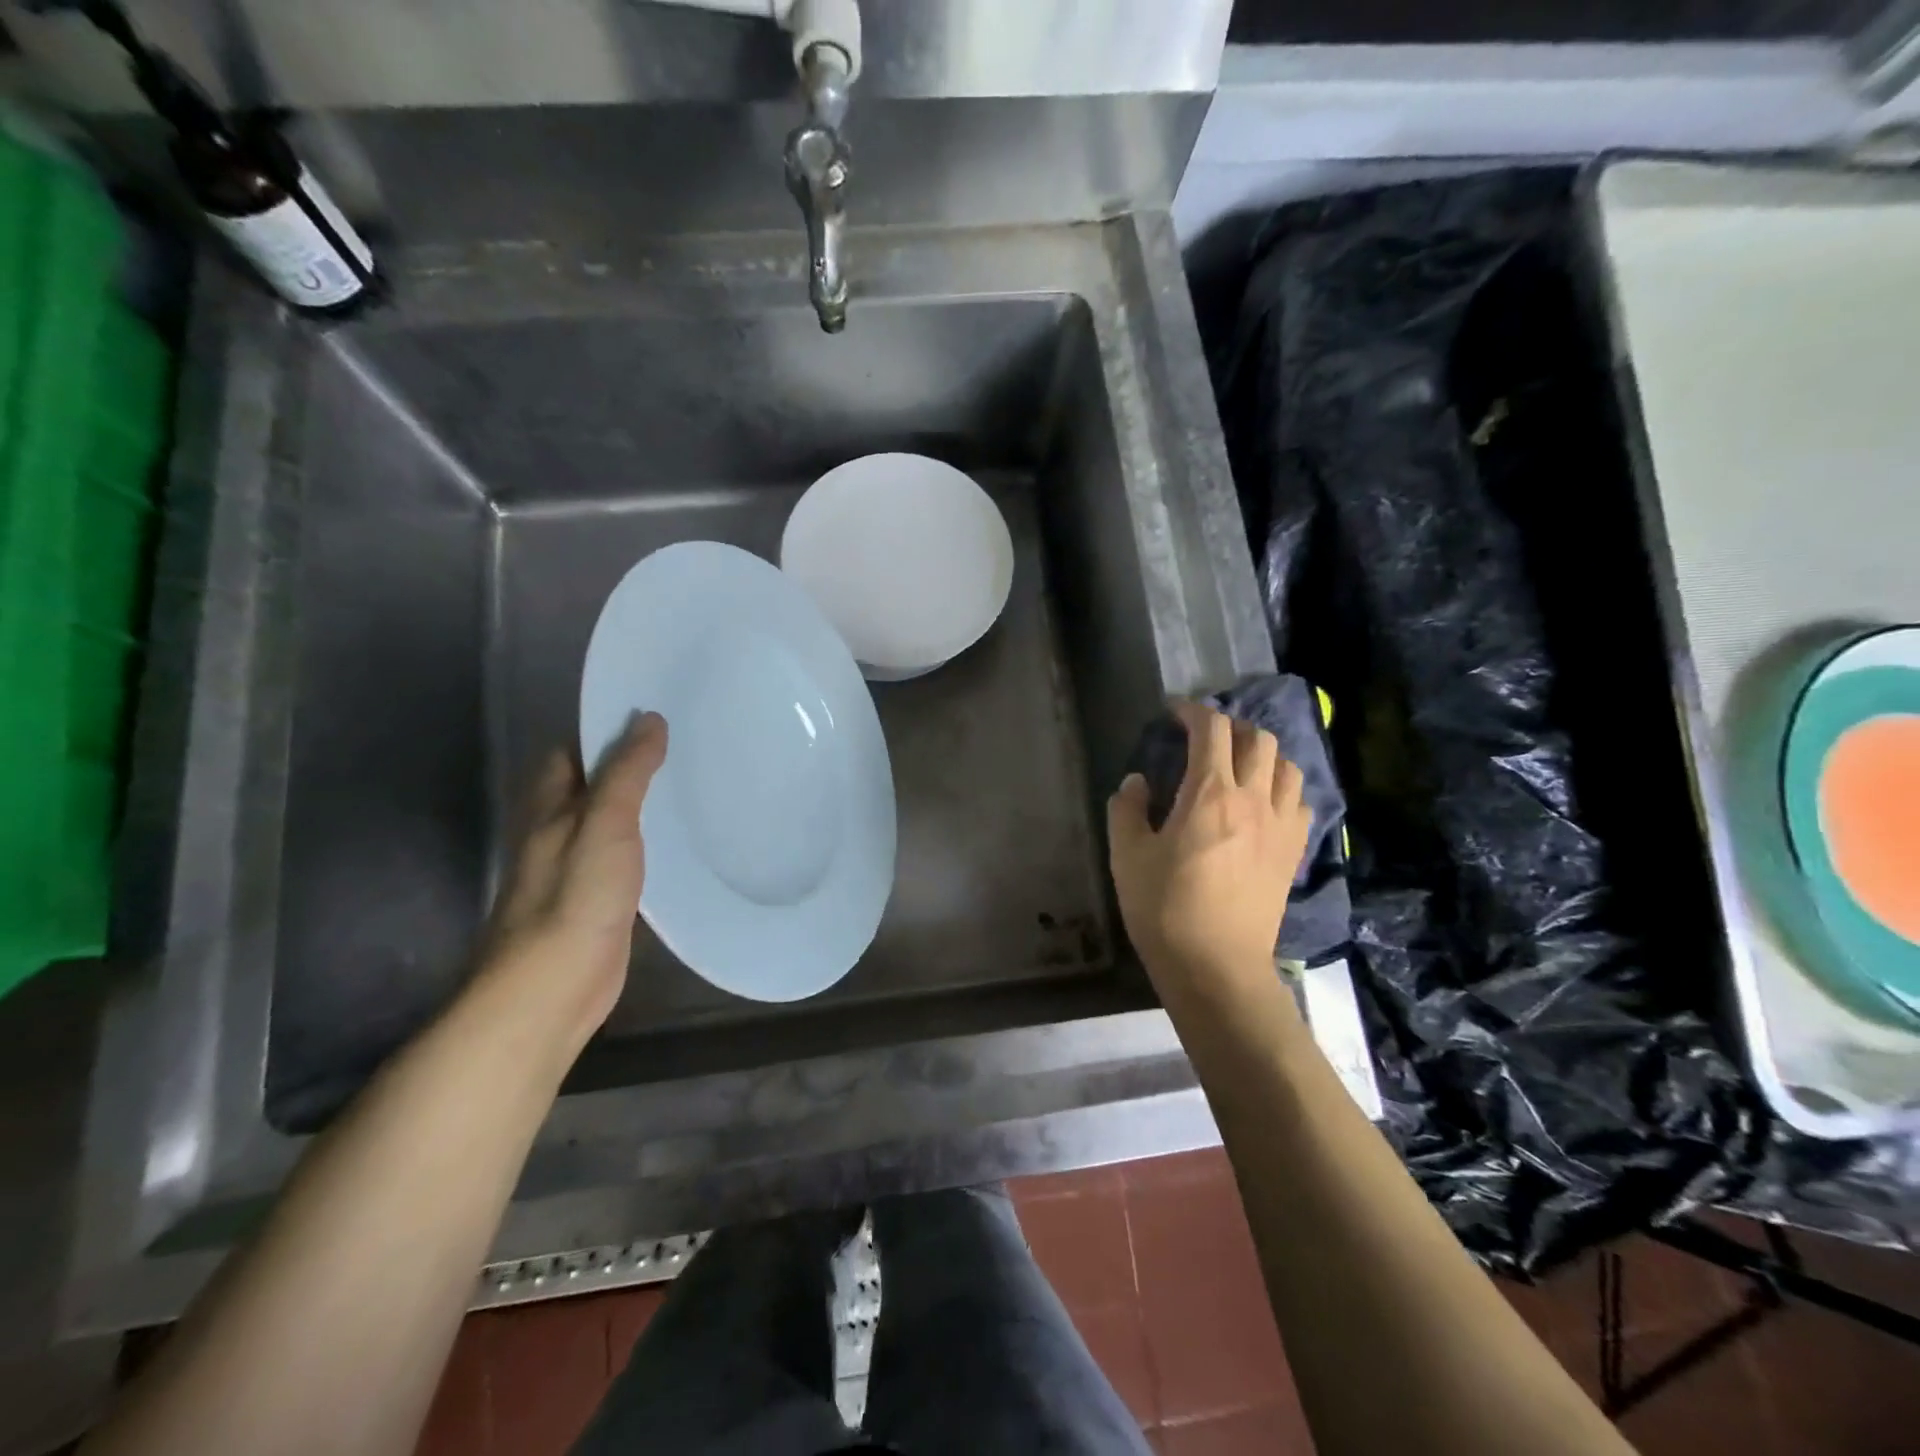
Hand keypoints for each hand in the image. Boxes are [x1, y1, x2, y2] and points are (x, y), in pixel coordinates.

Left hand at [478, 711, 667, 1048]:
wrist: (552, 988)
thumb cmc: (574, 897)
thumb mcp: (604, 824)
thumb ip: (627, 772)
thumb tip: (649, 719)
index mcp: (549, 806)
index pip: (572, 751)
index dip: (606, 729)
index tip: (654, 713)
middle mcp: (557, 831)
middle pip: (593, 783)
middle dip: (630, 763)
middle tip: (685, 744)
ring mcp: (577, 868)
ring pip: (611, 820)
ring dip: (641, 802)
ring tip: (691, 781)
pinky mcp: (599, 899)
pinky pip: (625, 855)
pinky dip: (647, 841)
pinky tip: (679, 841)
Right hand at [1107, 701, 1310, 1004]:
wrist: (1216, 967)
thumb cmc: (1164, 909)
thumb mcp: (1127, 856)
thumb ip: (1127, 809)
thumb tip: (1137, 783)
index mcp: (1209, 794)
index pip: (1211, 729)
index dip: (1192, 711)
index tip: (1173, 713)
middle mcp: (1253, 799)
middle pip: (1258, 738)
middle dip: (1230, 727)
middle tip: (1205, 739)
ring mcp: (1281, 826)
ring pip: (1288, 767)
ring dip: (1263, 755)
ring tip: (1239, 766)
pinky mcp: (1293, 853)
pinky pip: (1300, 803)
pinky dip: (1283, 789)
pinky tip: (1264, 804)